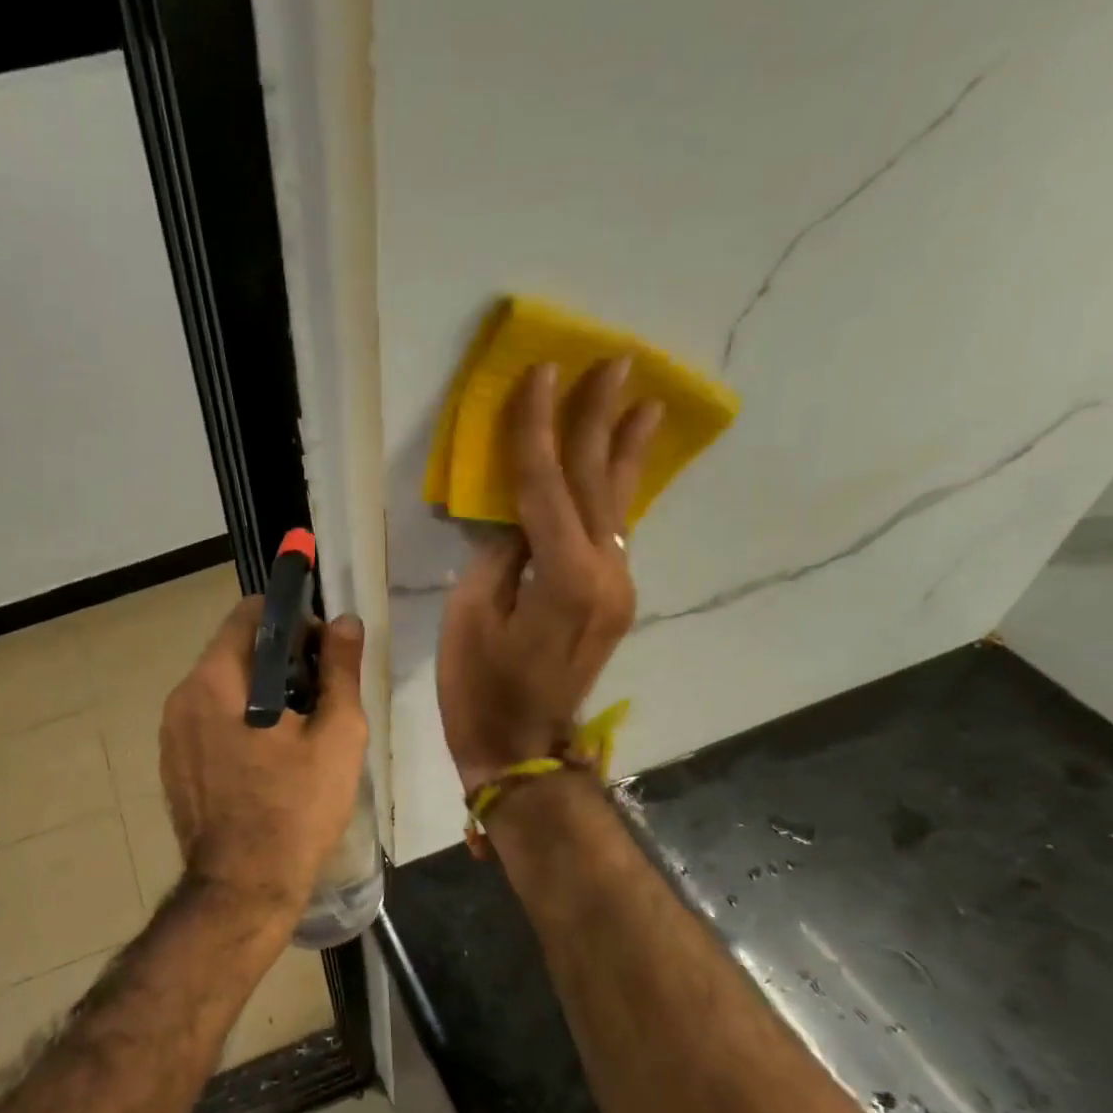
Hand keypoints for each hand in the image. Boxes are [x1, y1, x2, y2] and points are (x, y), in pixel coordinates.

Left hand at [160, 599, 368, 913]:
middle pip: (234, 651)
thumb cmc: (296, 809)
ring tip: (295, 732)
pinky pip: (207, 721)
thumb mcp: (336, 736)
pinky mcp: (172, 763)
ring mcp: (171, 733)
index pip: (249, 615)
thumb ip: (340, 670)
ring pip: (220, 688)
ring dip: (257, 693)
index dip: (292, 622)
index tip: (321, 652)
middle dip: (278, 661)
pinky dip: (236, 722)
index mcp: (216, 680)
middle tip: (318, 697)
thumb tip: (345, 622)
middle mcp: (182, 696)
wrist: (244, 888)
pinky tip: (266, 760)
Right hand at [438, 359, 661, 790]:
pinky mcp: (613, 603)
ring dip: (622, 454)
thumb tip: (518, 522)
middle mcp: (605, 574)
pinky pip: (612, 535)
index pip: (547, 484)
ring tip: (642, 405)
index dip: (539, 427)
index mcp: (564, 575)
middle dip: (600, 422)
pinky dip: (612, 496)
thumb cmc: (480, 688)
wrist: (521, 748)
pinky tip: (618, 472)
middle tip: (616, 364)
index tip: (542, 373)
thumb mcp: (470, 615)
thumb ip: (498, 556)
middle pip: (597, 484)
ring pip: (616, 508)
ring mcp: (617, 589)